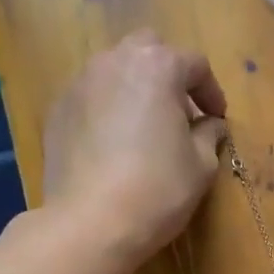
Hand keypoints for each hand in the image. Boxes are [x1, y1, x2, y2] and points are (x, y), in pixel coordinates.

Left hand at [42, 30, 227, 267]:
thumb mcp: (201, 165)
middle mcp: (114, 62)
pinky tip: (114, 145)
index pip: (194, 63)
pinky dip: (107, 109)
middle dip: (168, 74)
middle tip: (180, 111)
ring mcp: (79, 84)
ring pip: (114, 71)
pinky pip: (91, 98)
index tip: (217, 118)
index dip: (211, 91)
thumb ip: (208, 134)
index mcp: (157, 67)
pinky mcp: (57, 111)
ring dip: (135, 89)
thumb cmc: (158, 189)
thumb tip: (210, 125)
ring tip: (145, 126)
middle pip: (148, 50)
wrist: (90, 223)